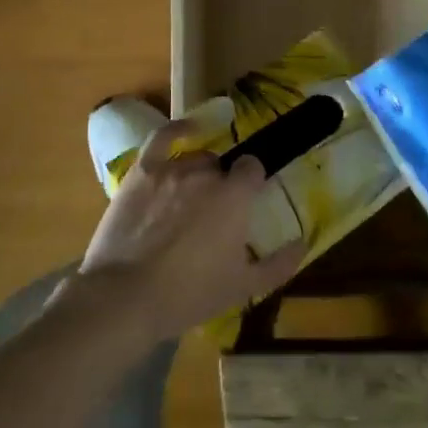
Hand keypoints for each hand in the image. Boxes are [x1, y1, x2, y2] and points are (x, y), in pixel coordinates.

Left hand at [76, 121, 305, 342]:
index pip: (252, 169)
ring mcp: (172, 169)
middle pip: (222, 167)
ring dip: (198, 173)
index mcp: (235, 196)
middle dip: (222, 185)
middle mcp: (207, 173)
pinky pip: (163, 139)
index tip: (247, 201)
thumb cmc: (188, 293)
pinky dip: (177, 130)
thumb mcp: (242, 288)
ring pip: (195, 159)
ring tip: (189, 201)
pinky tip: (186, 130)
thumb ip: (278, 265)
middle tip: (214, 216)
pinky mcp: (142, 172)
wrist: (125, 297)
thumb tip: (302, 244)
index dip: (251, 182)